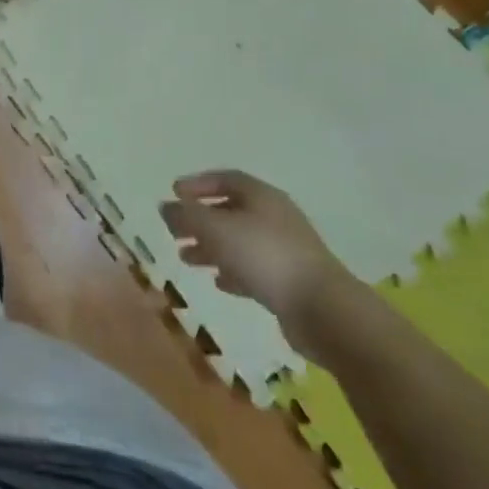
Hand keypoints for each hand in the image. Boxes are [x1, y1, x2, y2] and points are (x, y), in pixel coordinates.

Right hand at [159, 170, 354, 350]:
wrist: (323, 309)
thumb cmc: (264, 256)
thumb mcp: (215, 229)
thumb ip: (186, 216)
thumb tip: (165, 206)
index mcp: (261, 195)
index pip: (225, 179)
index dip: (197, 184)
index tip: (173, 193)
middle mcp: (274, 216)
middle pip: (230, 210)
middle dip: (199, 219)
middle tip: (174, 230)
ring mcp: (285, 249)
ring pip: (239, 241)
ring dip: (211, 247)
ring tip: (186, 258)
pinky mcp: (290, 280)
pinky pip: (254, 268)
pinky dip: (232, 270)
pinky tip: (218, 281)